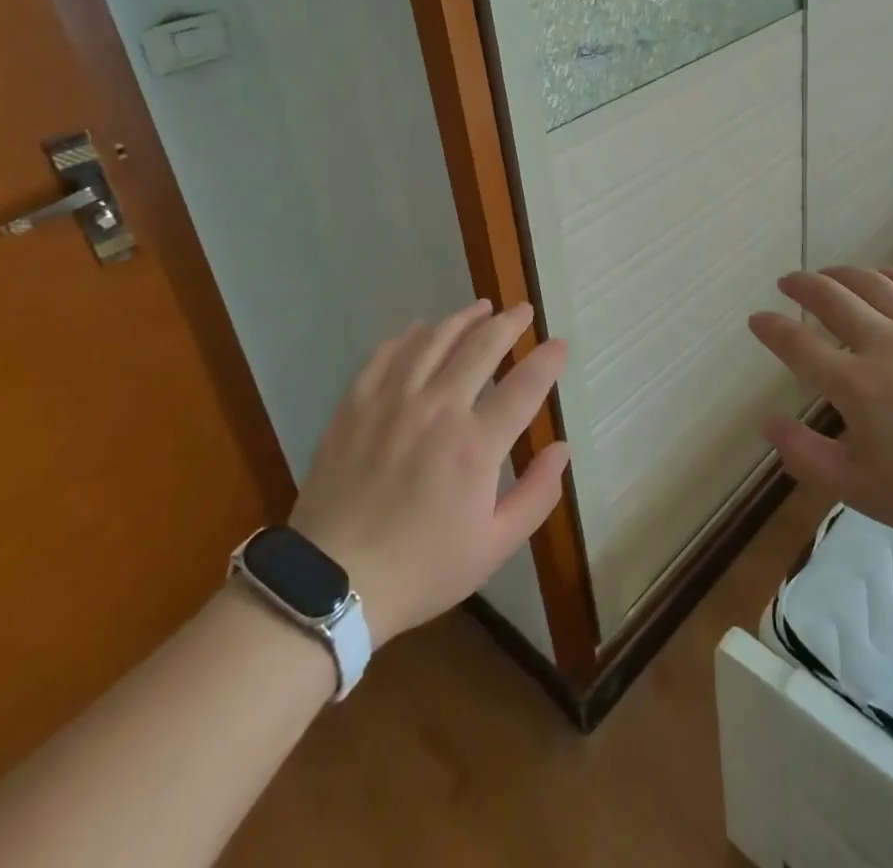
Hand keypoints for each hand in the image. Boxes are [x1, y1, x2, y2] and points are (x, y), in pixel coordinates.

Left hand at [288, 300, 568, 648]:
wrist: (330, 583)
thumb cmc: (421, 569)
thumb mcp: (493, 547)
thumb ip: (536, 495)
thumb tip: (562, 449)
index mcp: (475, 446)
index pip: (525, 385)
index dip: (547, 360)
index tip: (559, 344)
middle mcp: (438, 409)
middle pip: (481, 347)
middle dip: (509, 323)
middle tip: (523, 310)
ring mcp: (393, 401)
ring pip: (435, 340)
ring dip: (463, 318)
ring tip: (481, 308)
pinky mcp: (356, 404)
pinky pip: (387, 354)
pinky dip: (410, 336)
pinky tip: (421, 330)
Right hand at [750, 267, 892, 550]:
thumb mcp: (862, 491)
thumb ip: (807, 456)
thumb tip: (767, 422)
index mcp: (858, 386)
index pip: (799, 345)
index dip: (772, 329)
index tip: (758, 319)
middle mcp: (887, 344)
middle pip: (832, 299)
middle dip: (802, 286)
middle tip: (788, 282)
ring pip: (875, 284)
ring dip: (843, 274)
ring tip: (829, 274)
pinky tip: (885, 276)